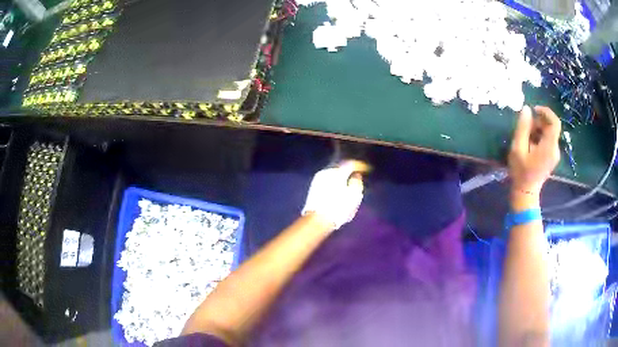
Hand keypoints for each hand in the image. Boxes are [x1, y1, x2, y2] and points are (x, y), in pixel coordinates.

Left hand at [302, 160, 369, 229]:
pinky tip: (337, 188)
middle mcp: (327, 171)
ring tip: (347, 183)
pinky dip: (334, 181)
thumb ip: (357, 183)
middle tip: (356, 176)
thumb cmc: (339, 208)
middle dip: (349, 171)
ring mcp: (318, 178)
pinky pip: (327, 179)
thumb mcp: (355, 196)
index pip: (351, 163)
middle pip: (341, 167)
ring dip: (341, 176)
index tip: (365, 169)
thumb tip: (356, 176)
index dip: (359, 165)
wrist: (317, 219)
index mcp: (338, 172)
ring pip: (333, 173)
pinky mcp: (313, 186)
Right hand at [508, 105, 560, 210]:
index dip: (546, 112)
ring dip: (538, 129)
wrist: (526, 192)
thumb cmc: (521, 171)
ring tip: (526, 138)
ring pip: (549, 132)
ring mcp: (555, 153)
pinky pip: (548, 139)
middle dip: (538, 122)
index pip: (555, 122)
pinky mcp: (552, 156)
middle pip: (550, 126)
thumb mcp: (518, 148)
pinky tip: (530, 144)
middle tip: (525, 128)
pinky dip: (540, 136)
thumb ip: (523, 128)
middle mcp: (555, 149)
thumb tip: (526, 109)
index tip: (534, 110)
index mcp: (549, 147)